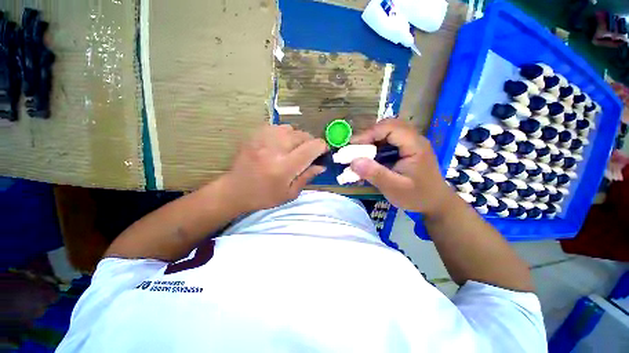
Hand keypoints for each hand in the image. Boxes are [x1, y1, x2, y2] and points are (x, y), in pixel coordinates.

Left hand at [220, 125, 327, 211]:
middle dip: (311, 142)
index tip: (323, 153)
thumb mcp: (290, 194)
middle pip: (302, 135)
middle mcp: (275, 149)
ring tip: (295, 148)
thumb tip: (322, 166)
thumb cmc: (264, 196)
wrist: (235, 190)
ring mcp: (263, 139)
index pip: (311, 148)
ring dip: (298, 138)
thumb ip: (307, 177)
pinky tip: (282, 143)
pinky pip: (277, 127)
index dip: (322, 148)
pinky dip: (285, 133)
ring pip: (291, 128)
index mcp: (284, 167)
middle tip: (309, 153)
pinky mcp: (255, 135)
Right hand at [350, 119, 452, 215]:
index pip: (390, 128)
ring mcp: (411, 143)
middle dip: (369, 134)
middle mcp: (414, 139)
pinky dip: (377, 145)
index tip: (353, 146)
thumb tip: (353, 161)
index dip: (369, 133)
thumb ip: (375, 174)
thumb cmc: (417, 196)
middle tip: (355, 147)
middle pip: (389, 125)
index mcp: (415, 145)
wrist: (436, 203)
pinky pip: (389, 140)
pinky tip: (370, 156)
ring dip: (372, 139)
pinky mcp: (407, 149)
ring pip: (388, 131)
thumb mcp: (394, 188)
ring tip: (360, 151)